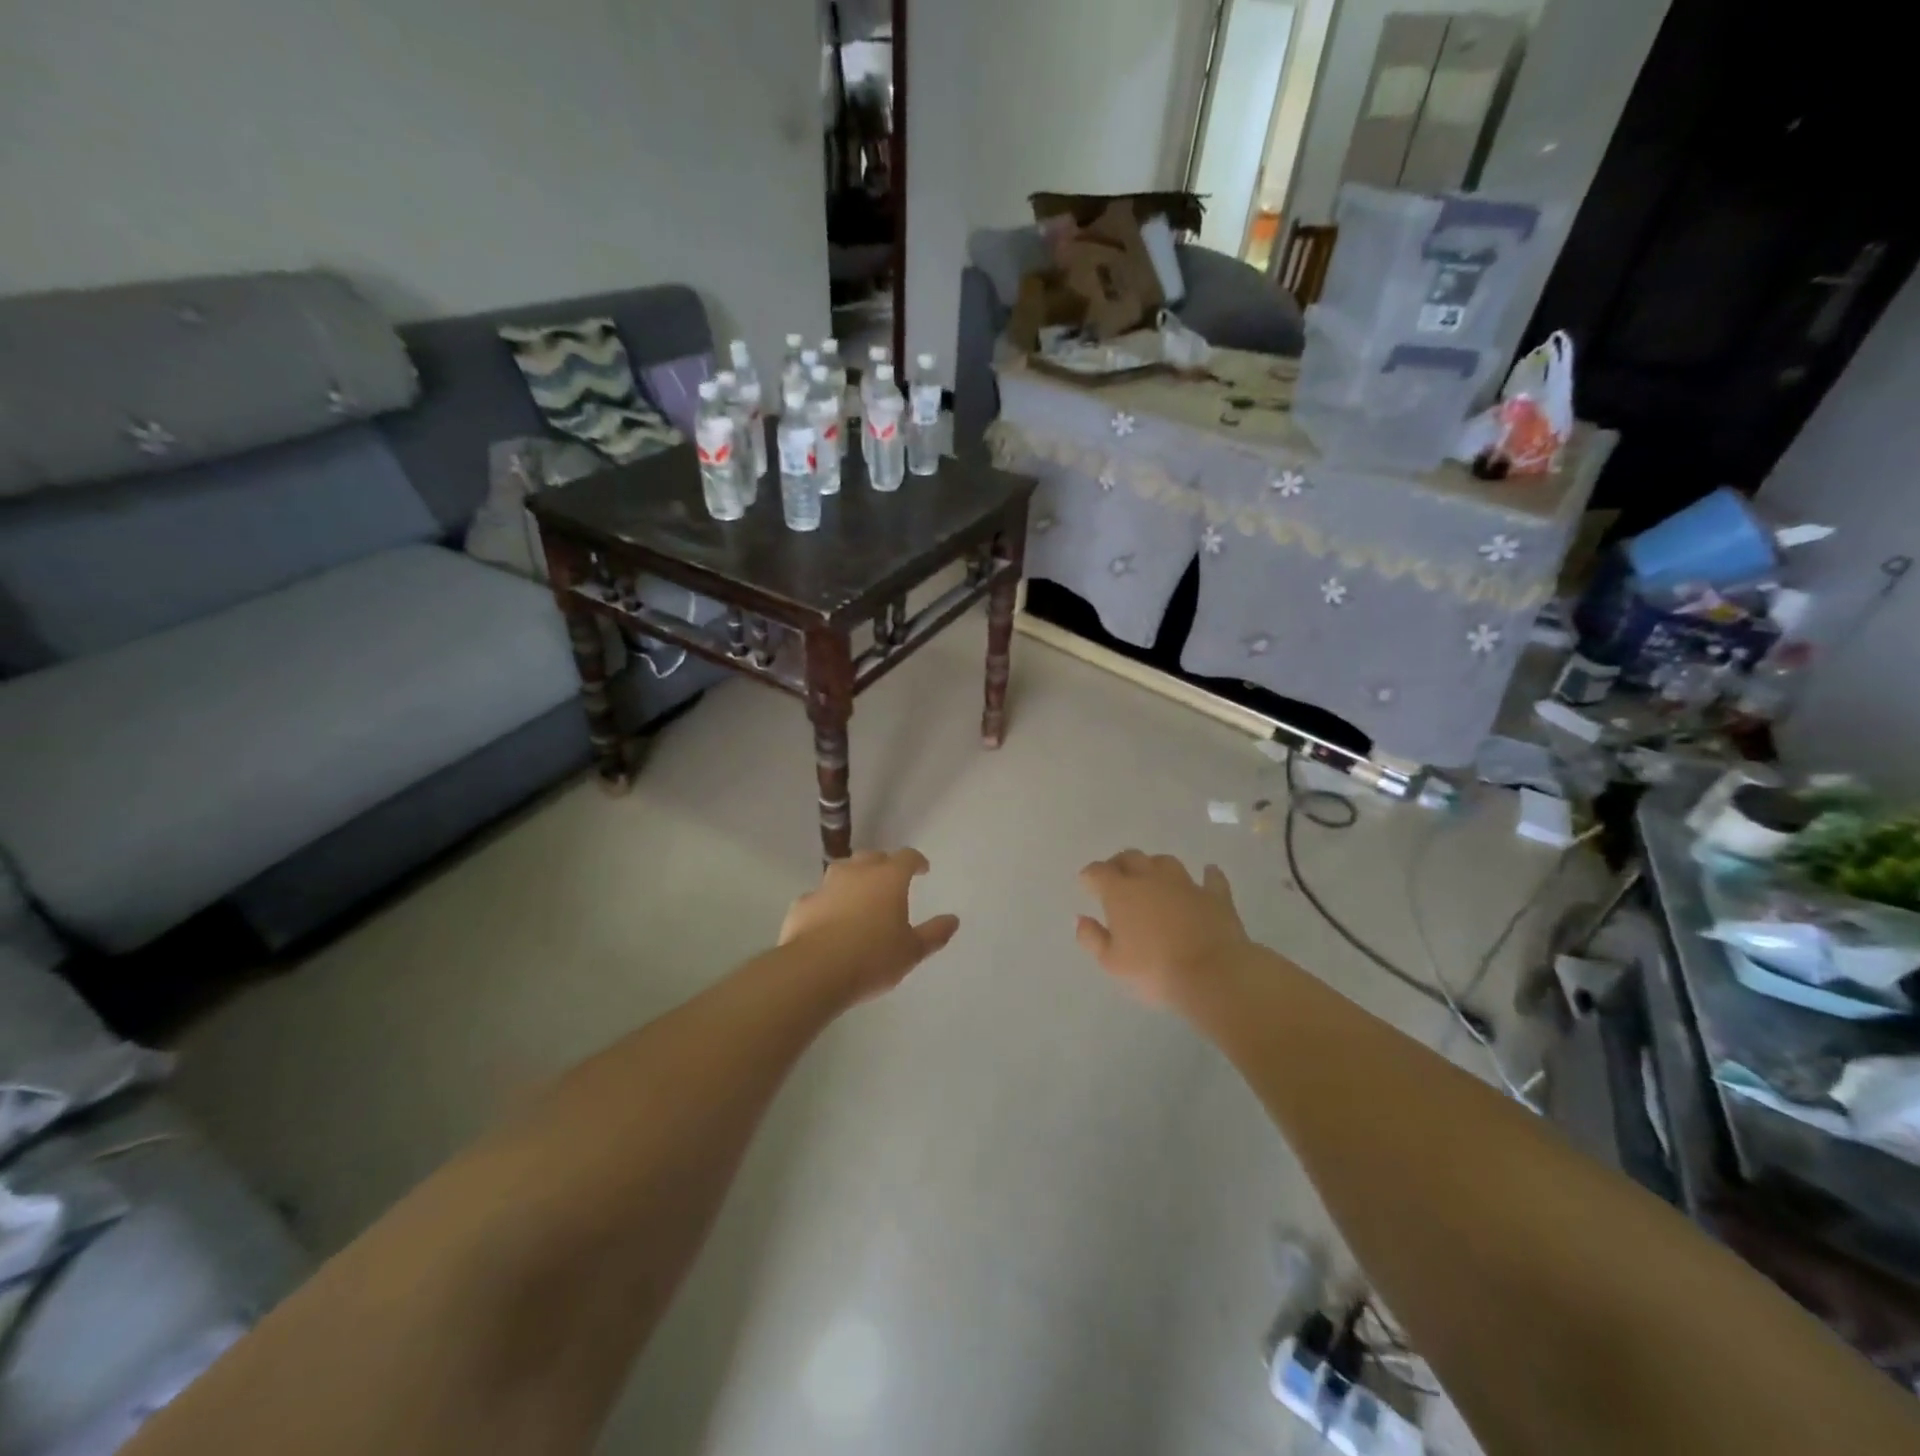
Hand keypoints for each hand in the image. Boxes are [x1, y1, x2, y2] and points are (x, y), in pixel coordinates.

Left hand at [780, 849, 959, 1003]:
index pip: (907, 857)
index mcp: (889, 878)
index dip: (916, 861)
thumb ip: (934, 934)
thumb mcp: (912, 951)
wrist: (815, 970)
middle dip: (883, 865)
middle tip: (890, 882)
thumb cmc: (872, 958)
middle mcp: (857, 872)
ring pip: (842, 871)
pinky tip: (829, 921)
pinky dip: (828, 903)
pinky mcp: (802, 904)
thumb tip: (953, 920)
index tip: (922, 870)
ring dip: (853, 879)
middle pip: (872, 857)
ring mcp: (826, 885)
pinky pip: (820, 897)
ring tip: (859, 898)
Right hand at [1075, 851, 1251, 1005]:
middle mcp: (1151, 879)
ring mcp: (1185, 884)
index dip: (1089, 875)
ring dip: (1155, 866)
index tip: (1086, 883)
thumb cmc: (1154, 970)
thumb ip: (1092, 938)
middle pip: (1131, 858)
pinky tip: (1207, 874)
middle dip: (1119, 864)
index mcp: (1121, 892)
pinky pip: (1211, 878)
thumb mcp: (1112, 963)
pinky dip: (1207, 875)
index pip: (1098, 872)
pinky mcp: (1215, 896)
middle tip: (1116, 876)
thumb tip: (1081, 919)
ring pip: (1165, 862)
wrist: (1212, 974)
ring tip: (1152, 877)